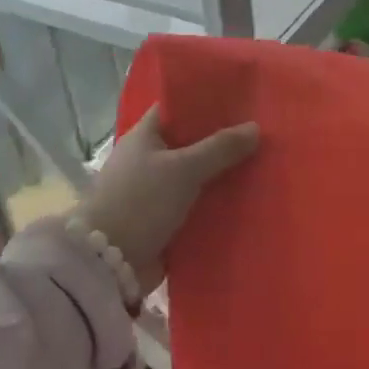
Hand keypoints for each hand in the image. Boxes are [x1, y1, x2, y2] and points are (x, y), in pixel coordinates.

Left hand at [82, 108, 259, 291]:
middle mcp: (147, 160)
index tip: (240, 103)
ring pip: (195, 176)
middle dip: (221, 143)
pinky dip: (214, 205)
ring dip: (221, 176)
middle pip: (190, 143)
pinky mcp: (161, 221)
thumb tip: (255, 127)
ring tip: (261, 168)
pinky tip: (245, 202)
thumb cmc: (141, 202)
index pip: (177, 109)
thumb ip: (220, 148)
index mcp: (144, 137)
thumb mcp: (184, 169)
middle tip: (260, 138)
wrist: (107, 264)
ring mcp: (153, 192)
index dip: (206, 104)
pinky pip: (194, 206)